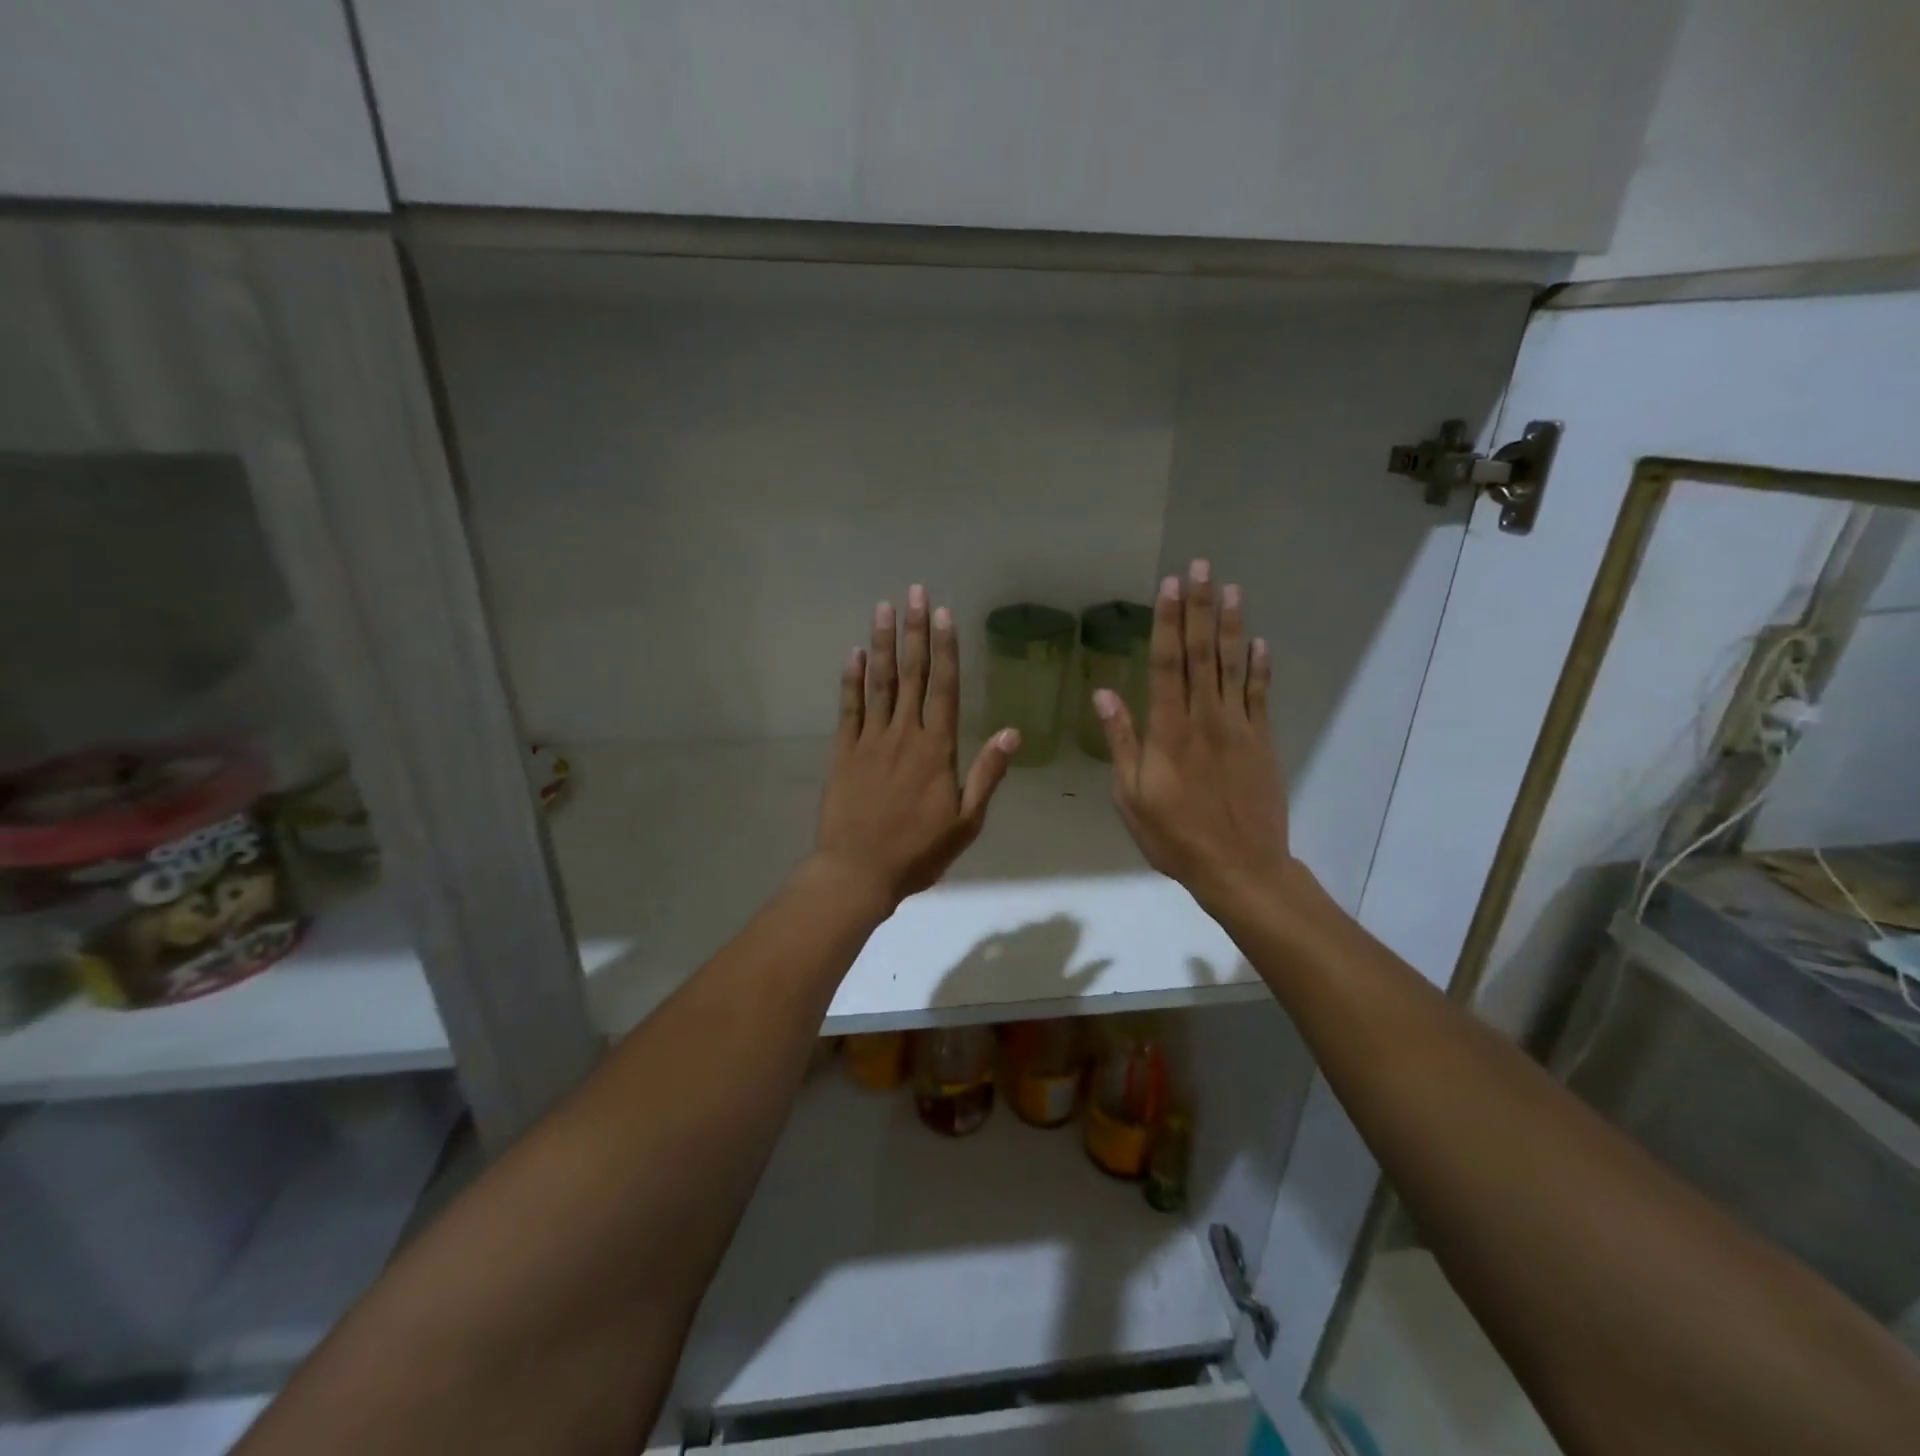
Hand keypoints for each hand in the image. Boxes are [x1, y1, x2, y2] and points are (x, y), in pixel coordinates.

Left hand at [811, 584, 1019, 909]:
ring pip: (880, 683)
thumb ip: (987, 774)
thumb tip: (1013, 733)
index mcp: (937, 750)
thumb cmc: (918, 851)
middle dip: (916, 631)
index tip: (945, 614)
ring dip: (884, 644)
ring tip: (885, 608)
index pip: (944, 688)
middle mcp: (904, 735)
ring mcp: (870, 740)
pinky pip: (849, 708)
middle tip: (916, 592)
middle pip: (912, 674)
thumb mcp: (966, 822)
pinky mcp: (843, 752)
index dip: (945, 649)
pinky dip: (851, 679)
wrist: (858, 872)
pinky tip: (854, 653)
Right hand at [1093, 559, 1290, 911]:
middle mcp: (1205, 719)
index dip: (1168, 622)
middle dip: (1200, 608)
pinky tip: (1260, 642)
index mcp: (1169, 731)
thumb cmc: (1174, 836)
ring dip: (1231, 626)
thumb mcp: (1131, 796)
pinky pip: (1261, 696)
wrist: (1239, 867)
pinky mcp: (1263, 742)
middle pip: (1202, 654)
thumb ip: (1121, 742)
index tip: (1170, 586)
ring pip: (1233, 666)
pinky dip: (1260, 667)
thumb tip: (1104, 694)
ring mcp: (1239, 728)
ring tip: (1232, 589)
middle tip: (1201, 568)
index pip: (1167, 664)